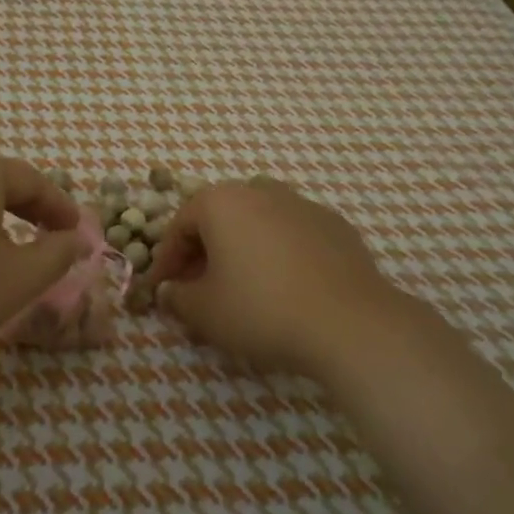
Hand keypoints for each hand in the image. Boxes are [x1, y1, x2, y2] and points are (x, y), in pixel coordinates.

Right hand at [149, 178, 439, 382]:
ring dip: (241, 247)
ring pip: (257, 221)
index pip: (180, 225)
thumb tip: (171, 290)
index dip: (166, 260)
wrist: (350, 324)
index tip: (163, 289)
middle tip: (198, 288)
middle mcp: (260, 190)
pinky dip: (278, 252)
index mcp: (221, 202)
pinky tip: (284, 286)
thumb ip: (178, 297)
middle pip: (219, 217)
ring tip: (242, 284)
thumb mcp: (204, 312)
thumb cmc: (262, 310)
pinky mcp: (335, 225)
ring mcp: (302, 204)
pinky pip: (291, 233)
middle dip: (203, 251)